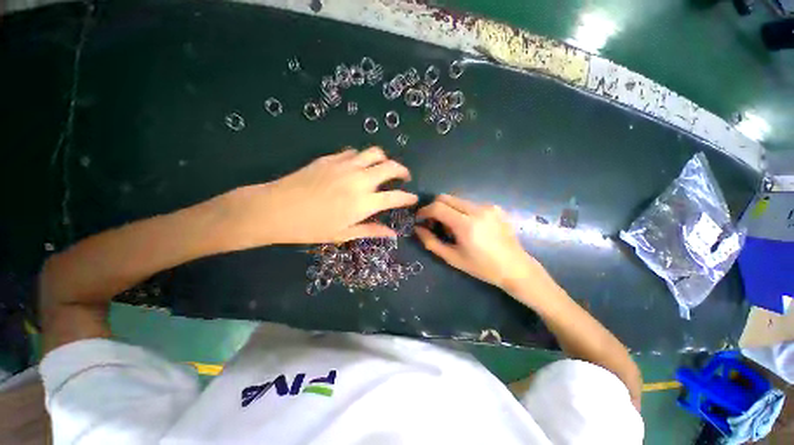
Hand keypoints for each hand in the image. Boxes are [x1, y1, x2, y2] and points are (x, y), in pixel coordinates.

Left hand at [218, 147, 417, 248]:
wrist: (276, 209)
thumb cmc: (311, 228)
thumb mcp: (343, 234)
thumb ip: (371, 230)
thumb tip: (393, 234)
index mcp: (364, 202)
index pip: (396, 197)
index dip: (408, 197)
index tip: (413, 198)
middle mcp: (360, 180)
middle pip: (390, 167)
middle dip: (402, 171)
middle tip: (403, 177)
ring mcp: (345, 165)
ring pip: (374, 153)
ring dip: (384, 159)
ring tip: (382, 168)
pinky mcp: (331, 158)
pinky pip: (353, 152)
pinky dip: (362, 157)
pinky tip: (357, 166)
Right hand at [415, 195, 544, 292]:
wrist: (515, 267)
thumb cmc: (482, 267)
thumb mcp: (452, 258)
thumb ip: (431, 242)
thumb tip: (417, 229)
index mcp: (466, 225)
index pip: (438, 207)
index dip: (424, 211)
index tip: (419, 218)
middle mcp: (477, 210)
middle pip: (446, 197)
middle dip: (434, 207)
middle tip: (433, 222)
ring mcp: (487, 206)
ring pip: (457, 199)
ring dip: (448, 209)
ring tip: (451, 227)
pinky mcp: (494, 207)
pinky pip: (470, 203)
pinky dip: (461, 211)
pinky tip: (467, 226)